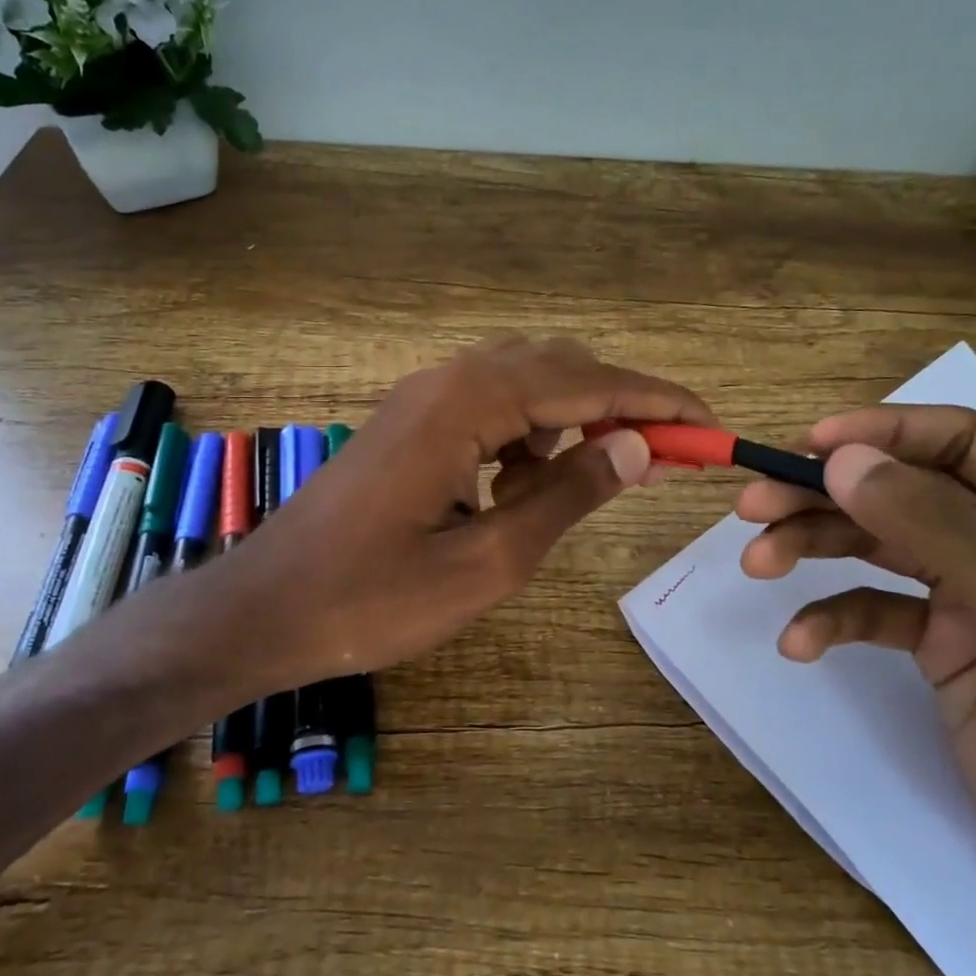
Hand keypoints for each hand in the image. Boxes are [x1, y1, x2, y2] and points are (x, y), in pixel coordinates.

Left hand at [219, 335, 714, 688]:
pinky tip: (523, 484)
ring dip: (571, 419)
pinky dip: (526, 434)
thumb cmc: (373, 599)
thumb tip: (637, 447)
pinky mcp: (410, 423)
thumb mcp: (490, 560)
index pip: (588, 383)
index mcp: (469, 403)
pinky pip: (488, 407)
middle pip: (558, 367)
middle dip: (620, 405)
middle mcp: (447, 379)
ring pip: (523, 382)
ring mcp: (423, 397)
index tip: (711, 425)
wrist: (265, 608)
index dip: (657, 401)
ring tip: (591, 479)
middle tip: (666, 456)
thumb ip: (567, 495)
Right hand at [734, 406, 975, 946]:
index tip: (807, 445)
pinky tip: (799, 642)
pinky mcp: (942, 638)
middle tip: (753, 506)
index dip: (883, 433)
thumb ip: (939, 533)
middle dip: (826, 498)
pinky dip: (833, 618)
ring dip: (813, 549)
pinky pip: (875, 607)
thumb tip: (841, 460)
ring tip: (757, 563)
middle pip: (904, 492)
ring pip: (878, 544)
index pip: (965, 443)